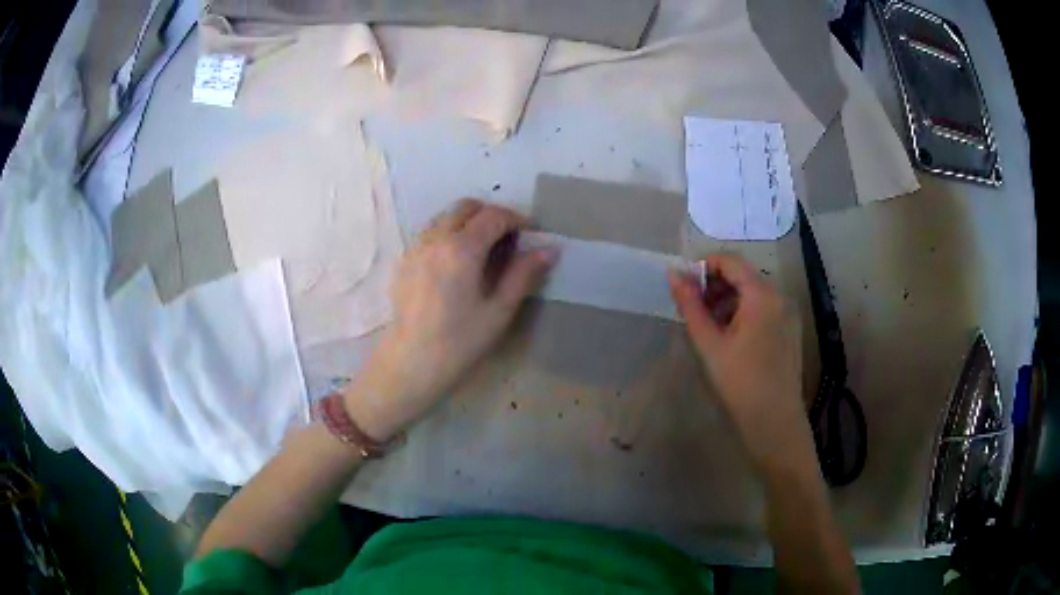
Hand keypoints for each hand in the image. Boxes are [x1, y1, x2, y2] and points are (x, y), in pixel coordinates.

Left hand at [345, 199, 556, 440]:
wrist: (411, 363)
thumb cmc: (459, 342)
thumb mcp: (499, 311)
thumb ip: (523, 275)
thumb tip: (549, 249)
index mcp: (461, 249)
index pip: (493, 216)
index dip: (516, 219)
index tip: (530, 234)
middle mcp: (435, 239)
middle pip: (466, 207)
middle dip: (490, 215)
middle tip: (507, 239)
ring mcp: (416, 247)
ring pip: (445, 216)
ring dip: (467, 222)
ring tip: (482, 250)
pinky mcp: (404, 260)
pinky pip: (429, 232)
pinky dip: (448, 234)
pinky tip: (455, 263)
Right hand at [669, 253, 810, 469]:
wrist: (774, 421)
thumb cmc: (739, 382)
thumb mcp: (709, 343)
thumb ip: (690, 305)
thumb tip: (673, 274)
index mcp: (762, 294)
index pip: (731, 261)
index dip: (704, 266)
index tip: (684, 285)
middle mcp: (779, 296)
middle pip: (743, 275)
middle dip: (715, 285)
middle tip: (693, 308)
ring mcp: (788, 313)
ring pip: (753, 292)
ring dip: (728, 299)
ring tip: (709, 325)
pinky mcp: (790, 329)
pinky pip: (764, 308)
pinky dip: (744, 311)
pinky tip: (731, 336)